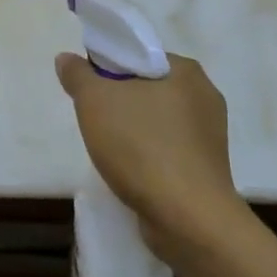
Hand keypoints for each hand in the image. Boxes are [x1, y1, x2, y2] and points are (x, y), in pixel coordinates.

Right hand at [55, 50, 242, 256]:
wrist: (188, 220)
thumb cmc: (143, 147)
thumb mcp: (96, 100)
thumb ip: (78, 74)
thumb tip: (67, 59)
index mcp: (186, 71)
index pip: (139, 55)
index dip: (109, 66)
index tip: (89, 88)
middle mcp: (205, 97)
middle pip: (146, 87)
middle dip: (118, 100)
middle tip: (94, 117)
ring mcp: (210, 137)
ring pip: (156, 120)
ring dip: (132, 129)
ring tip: (109, 148)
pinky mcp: (206, 169)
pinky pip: (167, 149)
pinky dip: (147, 154)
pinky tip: (130, 170)